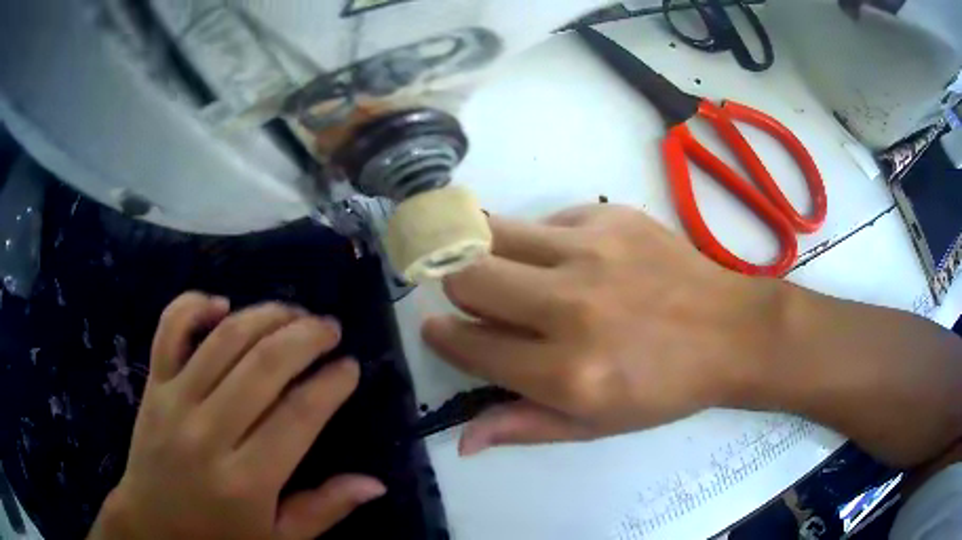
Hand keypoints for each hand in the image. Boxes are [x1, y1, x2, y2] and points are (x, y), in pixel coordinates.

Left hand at [89, 293, 384, 539]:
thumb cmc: (219, 539)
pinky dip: (194, 305)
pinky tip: (222, 305)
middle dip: (306, 337)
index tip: (350, 366)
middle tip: (330, 328)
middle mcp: (208, 432)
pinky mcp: (153, 385)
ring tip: (294, 312)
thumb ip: (325, 510)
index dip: (330, 384)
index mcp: (246, 479)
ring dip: (265, 315)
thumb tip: (374, 483)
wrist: (151, 526)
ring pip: (223, 339)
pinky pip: (169, 330)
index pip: (298, 415)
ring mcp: (174, 401)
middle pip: (263, 365)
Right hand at [423, 205, 780, 455]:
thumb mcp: (595, 425)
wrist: (729, 331)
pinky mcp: (610, 217)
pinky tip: (571, 260)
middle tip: (476, 298)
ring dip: (486, 253)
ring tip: (508, 268)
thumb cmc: (664, 389)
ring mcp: (591, 252)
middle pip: (468, 276)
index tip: (439, 329)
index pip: (470, 345)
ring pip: (493, 233)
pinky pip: (544, 220)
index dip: (443, 337)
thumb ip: (523, 427)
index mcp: (567, 373)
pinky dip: (541, 241)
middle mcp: (571, 307)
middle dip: (458, 288)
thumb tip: (462, 440)